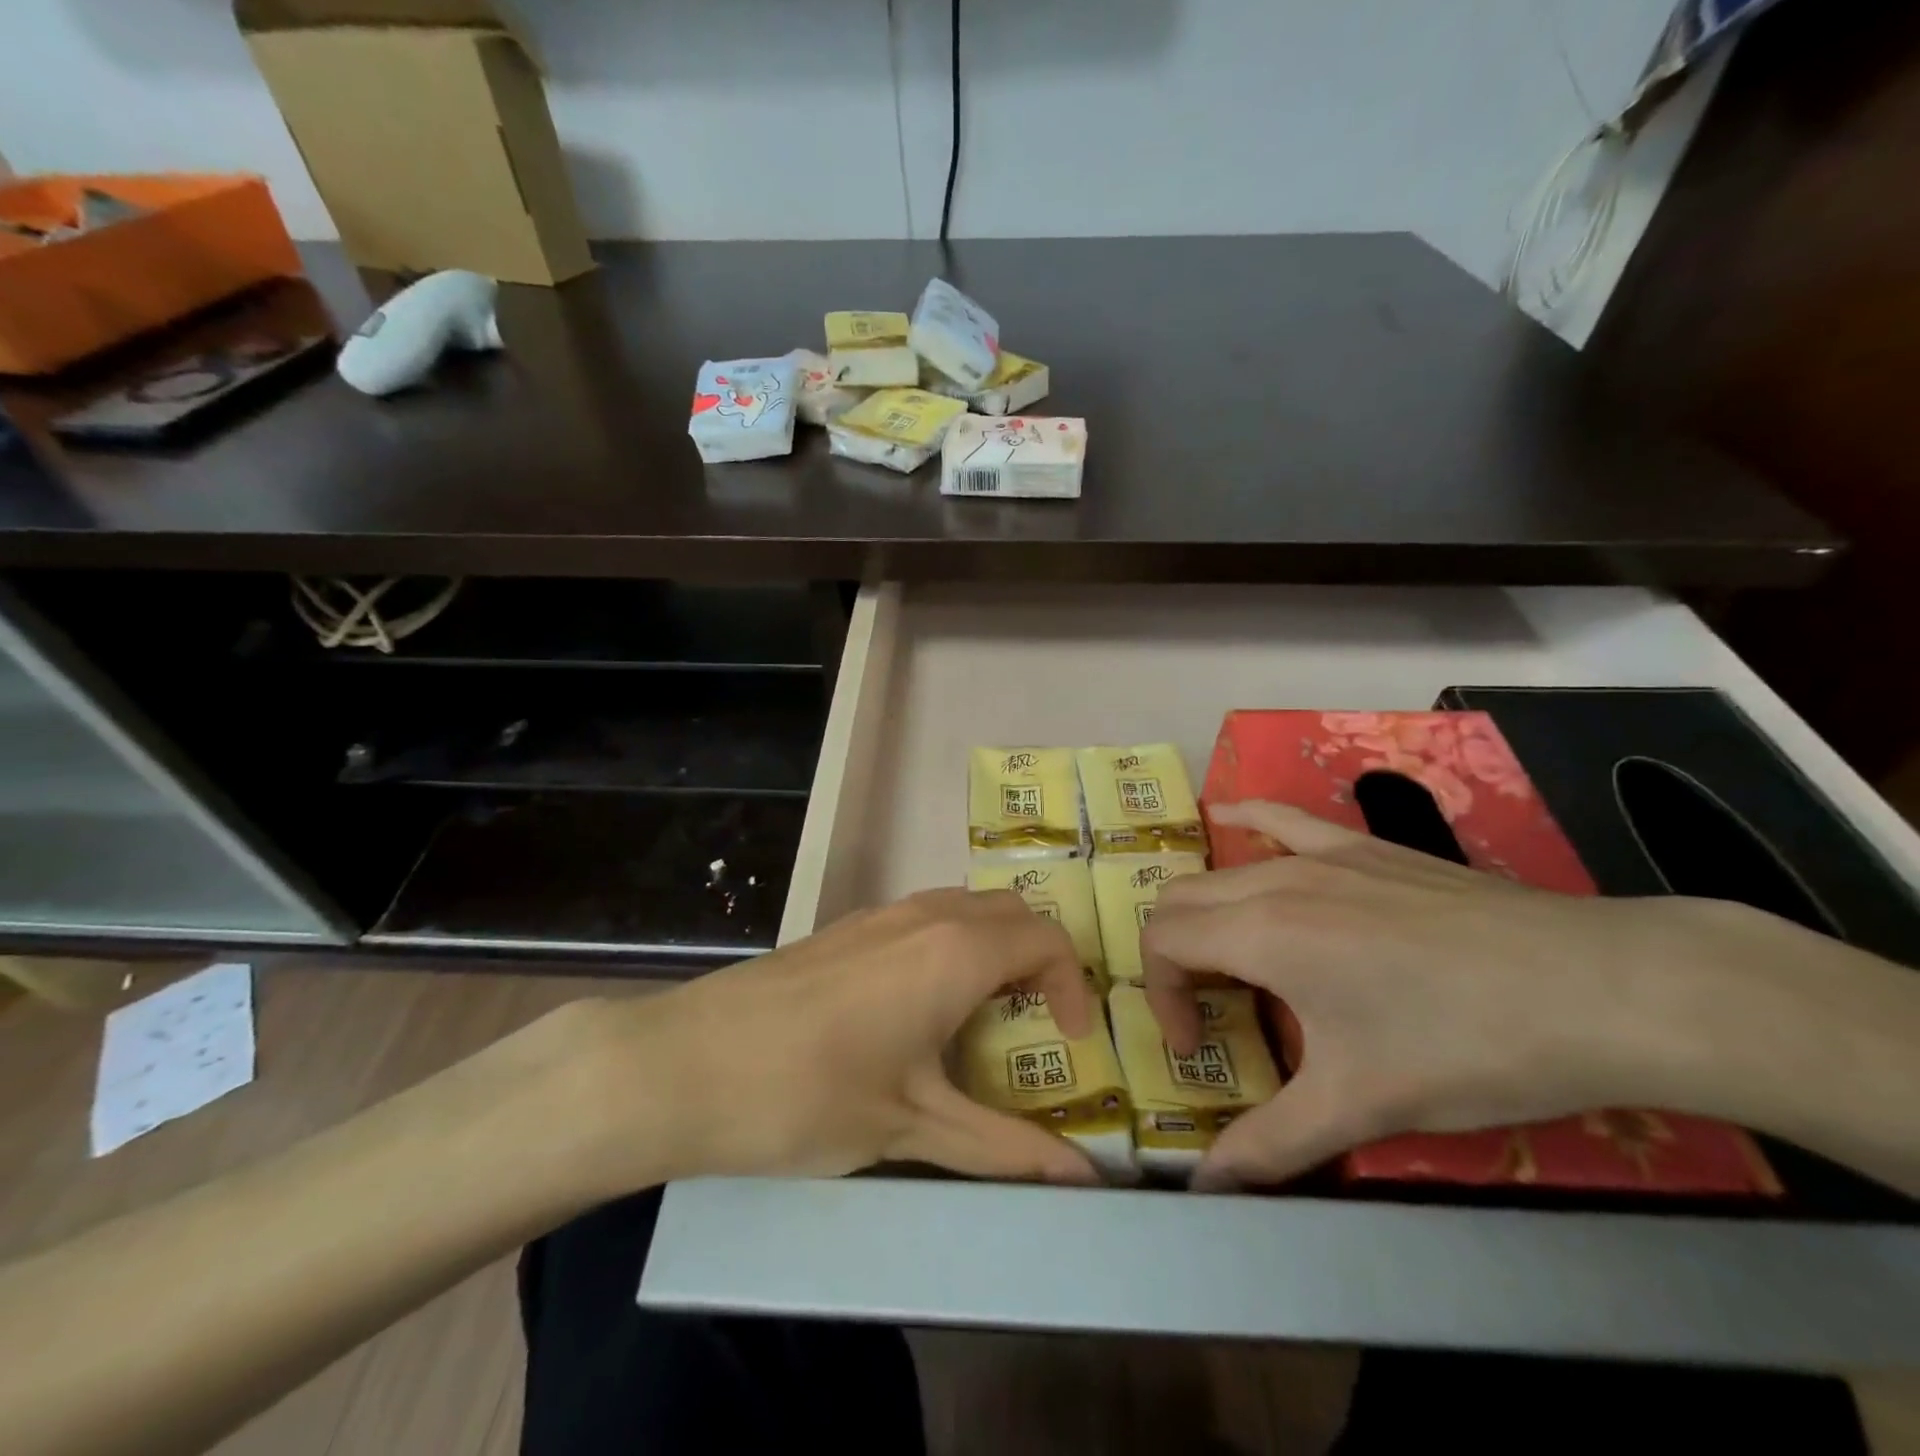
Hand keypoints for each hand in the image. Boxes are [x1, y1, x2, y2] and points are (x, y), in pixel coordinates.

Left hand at [560, 889, 1099, 1191]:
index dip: (1074, 985)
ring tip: (983, 1019)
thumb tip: (1085, 1182)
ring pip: (965, 909)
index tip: (1071, 1042)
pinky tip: (918, 1011)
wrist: (685, 1063)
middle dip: (1039, 961)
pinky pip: (924, 919)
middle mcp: (925, 914)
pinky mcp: (845, 927)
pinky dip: (950, 948)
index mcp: (955, 950)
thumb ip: (1004, 1150)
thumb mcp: (913, 1128)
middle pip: (1010, 913)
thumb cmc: (809, 1095)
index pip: (1046, 939)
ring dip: (993, 951)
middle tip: (1036, 1025)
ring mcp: (880, 914)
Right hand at [1141, 801, 1759, 1189]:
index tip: (1198, 1049)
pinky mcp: (1363, 847)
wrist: (1598, 989)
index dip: (1162, 998)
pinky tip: (1227, 815)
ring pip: (1221, 871)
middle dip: (1174, 960)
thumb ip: (1270, 1145)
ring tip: (1230, 962)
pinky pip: (1283, 819)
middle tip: (1213, 1015)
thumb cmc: (1466, 1047)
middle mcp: (1274, 881)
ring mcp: (1320, 855)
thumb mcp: (1362, 1105)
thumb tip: (1204, 1190)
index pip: (1163, 943)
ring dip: (1203, 915)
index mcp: (1261, 934)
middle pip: (1179, 902)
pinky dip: (1244, 820)